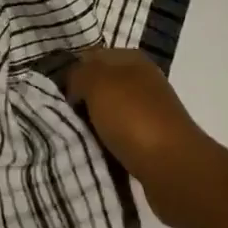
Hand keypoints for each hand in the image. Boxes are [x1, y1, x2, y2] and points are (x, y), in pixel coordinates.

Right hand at [68, 48, 227, 227]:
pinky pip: (118, 140)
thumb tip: (74, 85)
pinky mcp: (151, 144)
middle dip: (80, 101)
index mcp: (132, 59)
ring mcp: (149, 114)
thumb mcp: (97, 83)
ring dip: (92, 126)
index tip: (52, 93)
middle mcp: (142, 82)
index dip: (71, 72)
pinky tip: (92, 154)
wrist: (175, 170)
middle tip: (58, 116)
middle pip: (100, 87)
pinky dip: (105, 147)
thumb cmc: (134, 118)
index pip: (92, 56)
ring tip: (71, 137)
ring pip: (108, 115)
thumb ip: (79, 74)